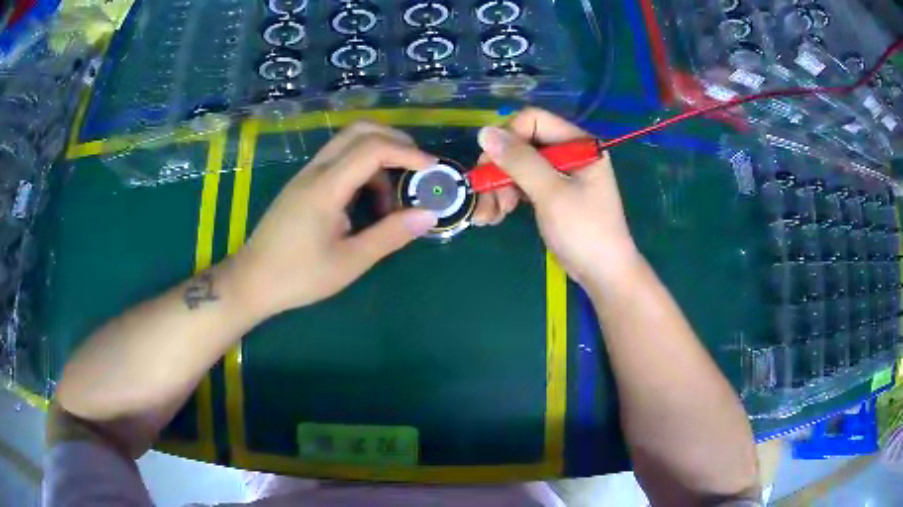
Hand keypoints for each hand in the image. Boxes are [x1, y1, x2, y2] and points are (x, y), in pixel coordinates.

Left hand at [231, 122, 438, 318]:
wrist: (251, 281)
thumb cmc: (299, 276)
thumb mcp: (350, 261)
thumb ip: (390, 235)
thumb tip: (428, 215)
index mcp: (326, 187)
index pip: (373, 148)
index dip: (408, 153)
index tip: (433, 170)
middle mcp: (315, 171)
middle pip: (359, 131)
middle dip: (395, 141)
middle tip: (418, 168)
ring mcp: (306, 175)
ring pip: (348, 144)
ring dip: (378, 159)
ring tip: (390, 201)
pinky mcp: (303, 185)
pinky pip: (338, 161)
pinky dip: (361, 170)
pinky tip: (366, 203)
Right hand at [475, 108, 639, 286]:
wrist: (603, 274)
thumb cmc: (584, 232)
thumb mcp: (551, 194)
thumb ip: (519, 161)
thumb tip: (484, 132)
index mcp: (577, 143)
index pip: (532, 121)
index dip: (508, 139)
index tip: (493, 167)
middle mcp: (568, 152)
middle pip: (520, 144)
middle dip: (499, 170)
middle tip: (487, 200)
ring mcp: (559, 173)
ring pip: (516, 166)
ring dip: (498, 188)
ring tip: (489, 216)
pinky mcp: (551, 192)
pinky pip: (521, 184)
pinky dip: (506, 197)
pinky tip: (495, 216)